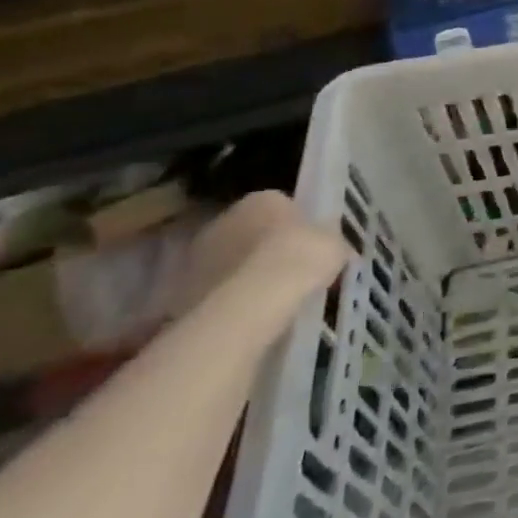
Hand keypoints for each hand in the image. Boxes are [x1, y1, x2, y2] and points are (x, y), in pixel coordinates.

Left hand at [172, 191, 346, 317]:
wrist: (251, 302)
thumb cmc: (300, 258)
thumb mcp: (335, 246)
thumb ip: (331, 244)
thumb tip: (334, 250)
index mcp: (262, 199)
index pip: (283, 207)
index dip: (299, 228)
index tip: (311, 250)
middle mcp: (225, 218)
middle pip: (252, 233)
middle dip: (268, 251)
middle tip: (292, 276)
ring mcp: (199, 254)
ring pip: (232, 263)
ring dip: (246, 277)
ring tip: (272, 303)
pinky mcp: (182, 289)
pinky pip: (216, 291)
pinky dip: (230, 302)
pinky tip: (250, 319)